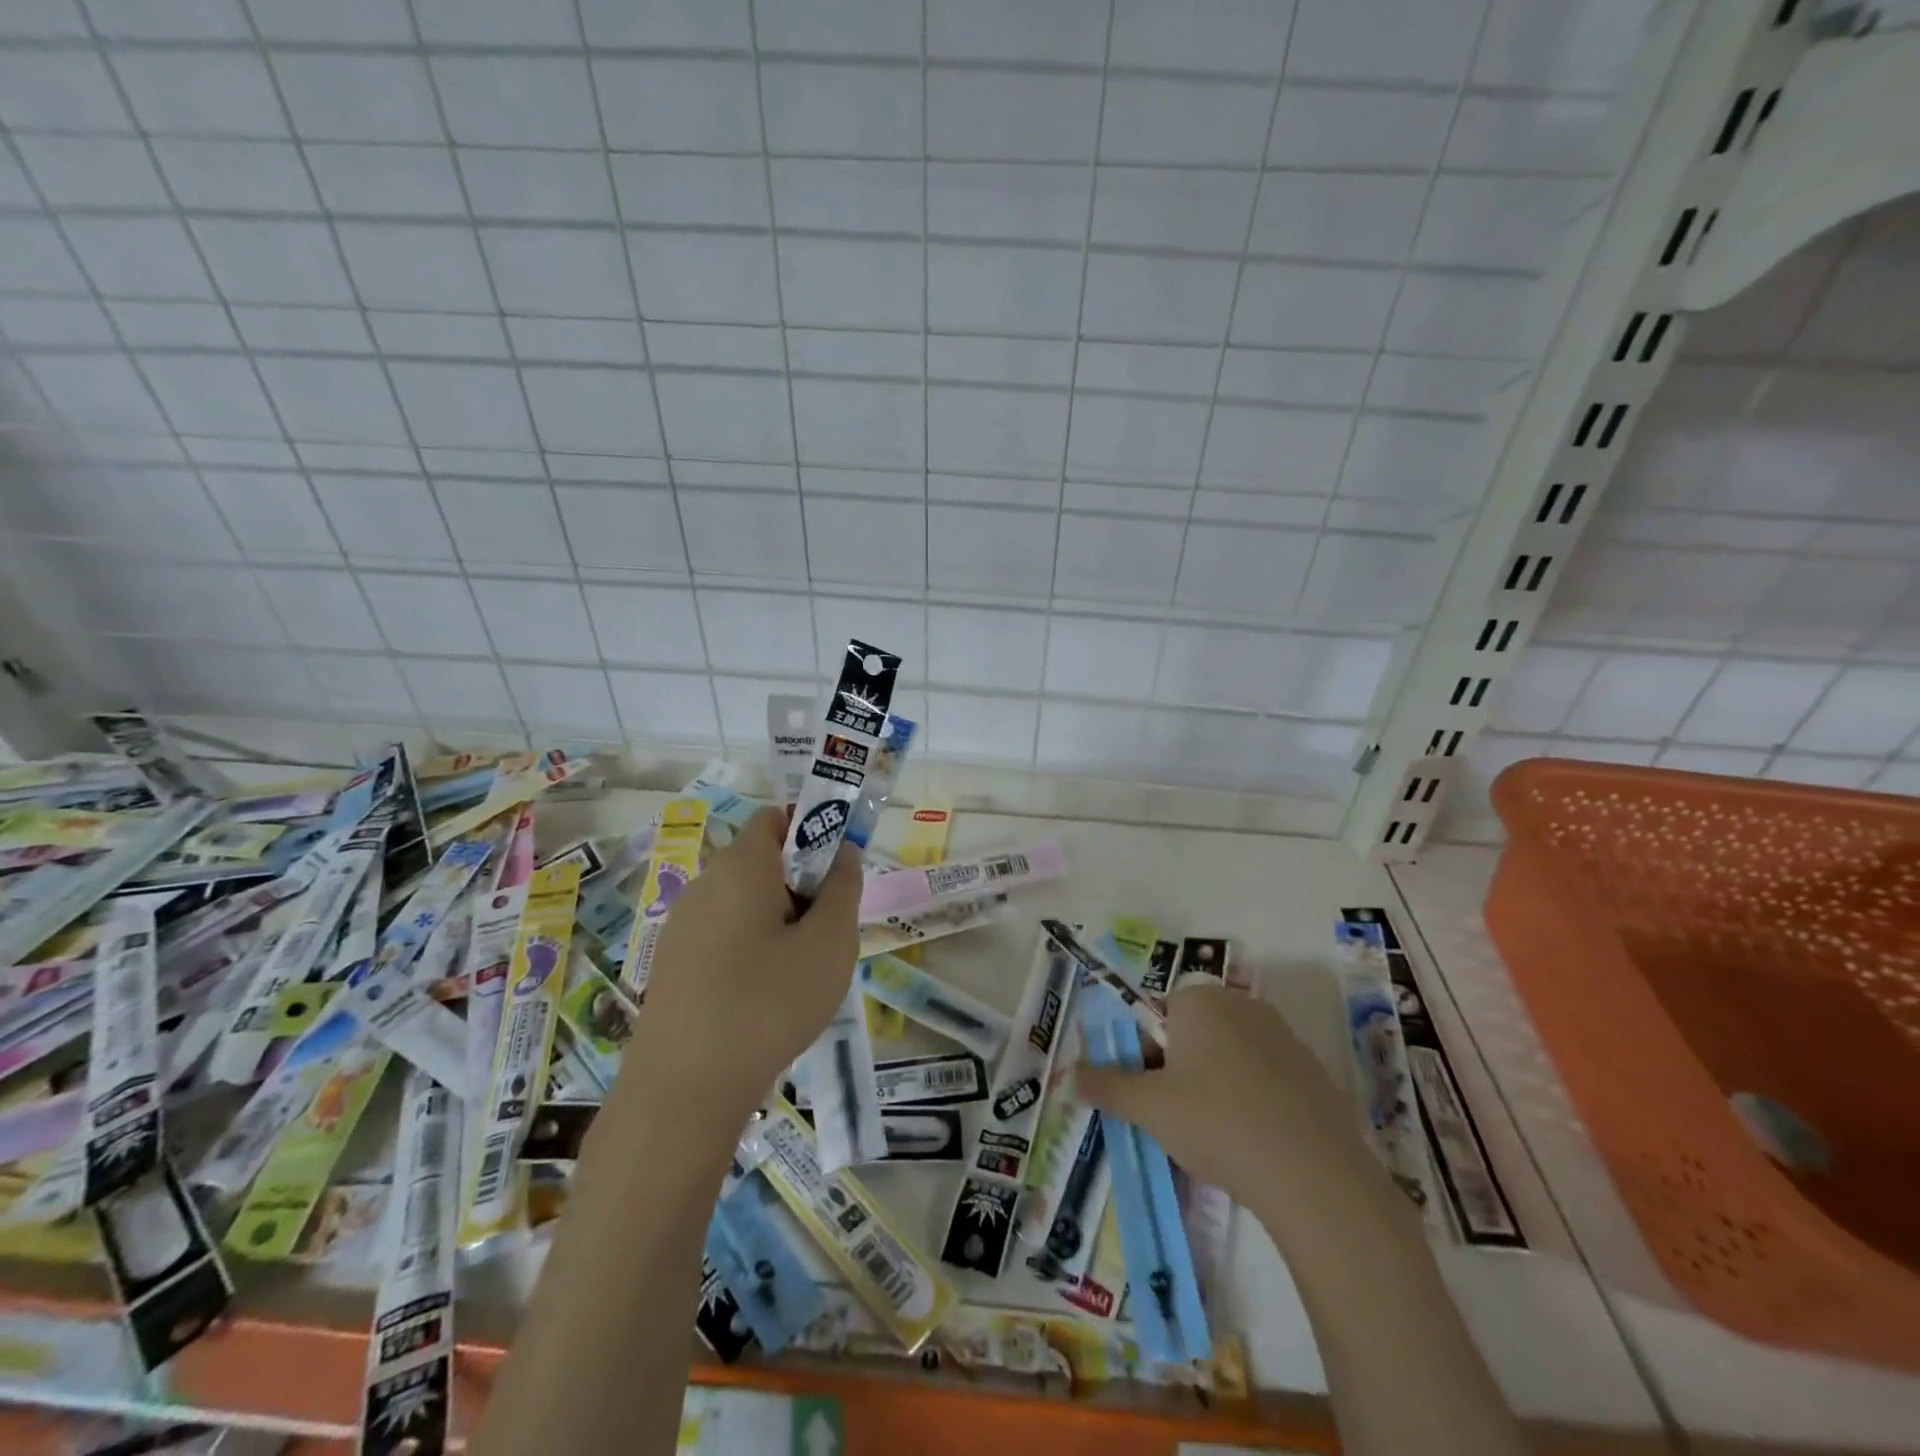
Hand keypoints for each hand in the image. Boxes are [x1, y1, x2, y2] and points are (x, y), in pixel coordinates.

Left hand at [623, 807, 860, 1122]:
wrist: (683, 1091)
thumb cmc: (768, 1005)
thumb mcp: (829, 944)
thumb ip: (843, 888)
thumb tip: (842, 853)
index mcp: (741, 867)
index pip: (775, 818)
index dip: (811, 829)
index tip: (837, 871)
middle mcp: (705, 883)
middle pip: (761, 860)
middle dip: (801, 882)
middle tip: (828, 928)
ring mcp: (682, 924)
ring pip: (744, 900)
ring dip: (779, 917)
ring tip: (801, 968)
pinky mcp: (673, 962)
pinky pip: (723, 932)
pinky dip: (752, 944)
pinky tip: (765, 994)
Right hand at [1076, 981, 1364, 1212]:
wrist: (1314, 1174)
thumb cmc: (1217, 1123)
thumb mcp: (1148, 1107)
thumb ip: (1106, 1085)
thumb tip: (1070, 1075)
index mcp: (1198, 1000)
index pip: (1154, 1018)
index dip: (1144, 1058)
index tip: (1148, 1097)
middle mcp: (1240, 1004)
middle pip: (1191, 1034)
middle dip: (1177, 1071)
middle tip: (1176, 1119)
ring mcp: (1282, 1035)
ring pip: (1228, 1056)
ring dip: (1213, 1086)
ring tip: (1215, 1137)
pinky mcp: (1313, 1070)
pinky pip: (1265, 1077)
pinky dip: (1252, 1100)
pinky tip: (1255, 1143)